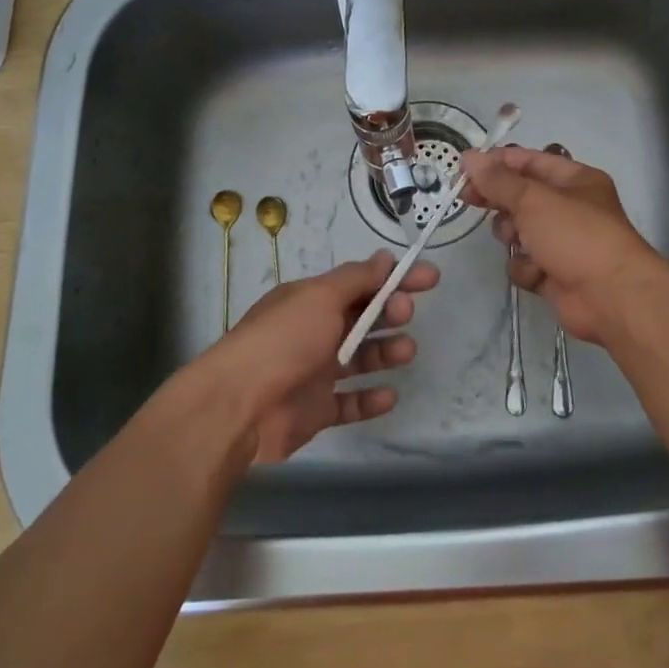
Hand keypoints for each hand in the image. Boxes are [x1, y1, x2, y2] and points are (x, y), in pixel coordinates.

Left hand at [206, 251, 435, 462]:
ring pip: (360, 359)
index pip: (360, 283)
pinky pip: (350, 403)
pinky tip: (389, 395)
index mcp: (311, 301)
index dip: (394, 278)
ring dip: (386, 352)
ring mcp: (314, 372)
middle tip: (405, 312)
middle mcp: (313, 332)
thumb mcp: (320, 297)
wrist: (239, 406)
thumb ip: (356, 279)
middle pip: (362, 318)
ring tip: (406, 352)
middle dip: (389, 312)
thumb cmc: (283, 340)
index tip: (429, 278)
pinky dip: (370, 399)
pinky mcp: (316, 410)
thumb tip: (384, 257)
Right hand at [459, 146, 668, 346]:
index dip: (496, 163)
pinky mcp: (556, 274)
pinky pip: (526, 263)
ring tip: (517, 240)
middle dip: (499, 200)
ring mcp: (564, 243)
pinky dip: (527, 268)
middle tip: (469, 200)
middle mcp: (570, 208)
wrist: (611, 297)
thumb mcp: (533, 199)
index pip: (529, 161)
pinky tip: (537, 272)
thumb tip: (469, 157)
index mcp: (574, 180)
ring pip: (519, 232)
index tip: (464, 169)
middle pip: (521, 196)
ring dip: (513, 236)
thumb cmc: (575, 235)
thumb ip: (498, 180)